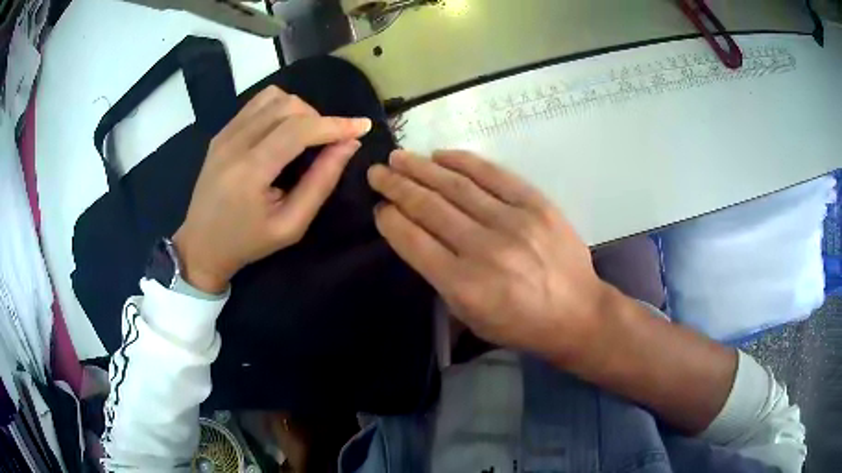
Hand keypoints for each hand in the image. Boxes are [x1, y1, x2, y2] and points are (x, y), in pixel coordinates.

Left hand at [172, 86, 371, 292]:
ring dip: (299, 110)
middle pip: (287, 106)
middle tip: (327, 143)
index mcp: (250, 172)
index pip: (298, 130)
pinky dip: (279, 109)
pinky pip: (257, 104)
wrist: (201, 245)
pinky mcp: (221, 132)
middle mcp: (234, 143)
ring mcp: (224, 134)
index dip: (335, 124)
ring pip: (273, 97)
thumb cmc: (248, 242)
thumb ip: (321, 182)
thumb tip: (348, 145)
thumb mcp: (291, 225)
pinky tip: (282, 131)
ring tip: (305, 136)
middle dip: (318, 118)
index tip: (363, 126)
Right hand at [367, 150, 608, 362]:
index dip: (390, 220)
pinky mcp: (536, 205)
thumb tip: (416, 236)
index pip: (413, 241)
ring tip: (399, 157)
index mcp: (463, 284)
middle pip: (429, 208)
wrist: (577, 313)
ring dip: (421, 169)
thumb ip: (440, 279)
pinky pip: (494, 175)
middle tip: (377, 172)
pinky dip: (464, 162)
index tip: (379, 207)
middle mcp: (483, 249)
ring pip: (456, 187)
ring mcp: (513, 222)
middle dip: (396, 186)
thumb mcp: (471, 318)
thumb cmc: (520, 325)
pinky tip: (441, 155)